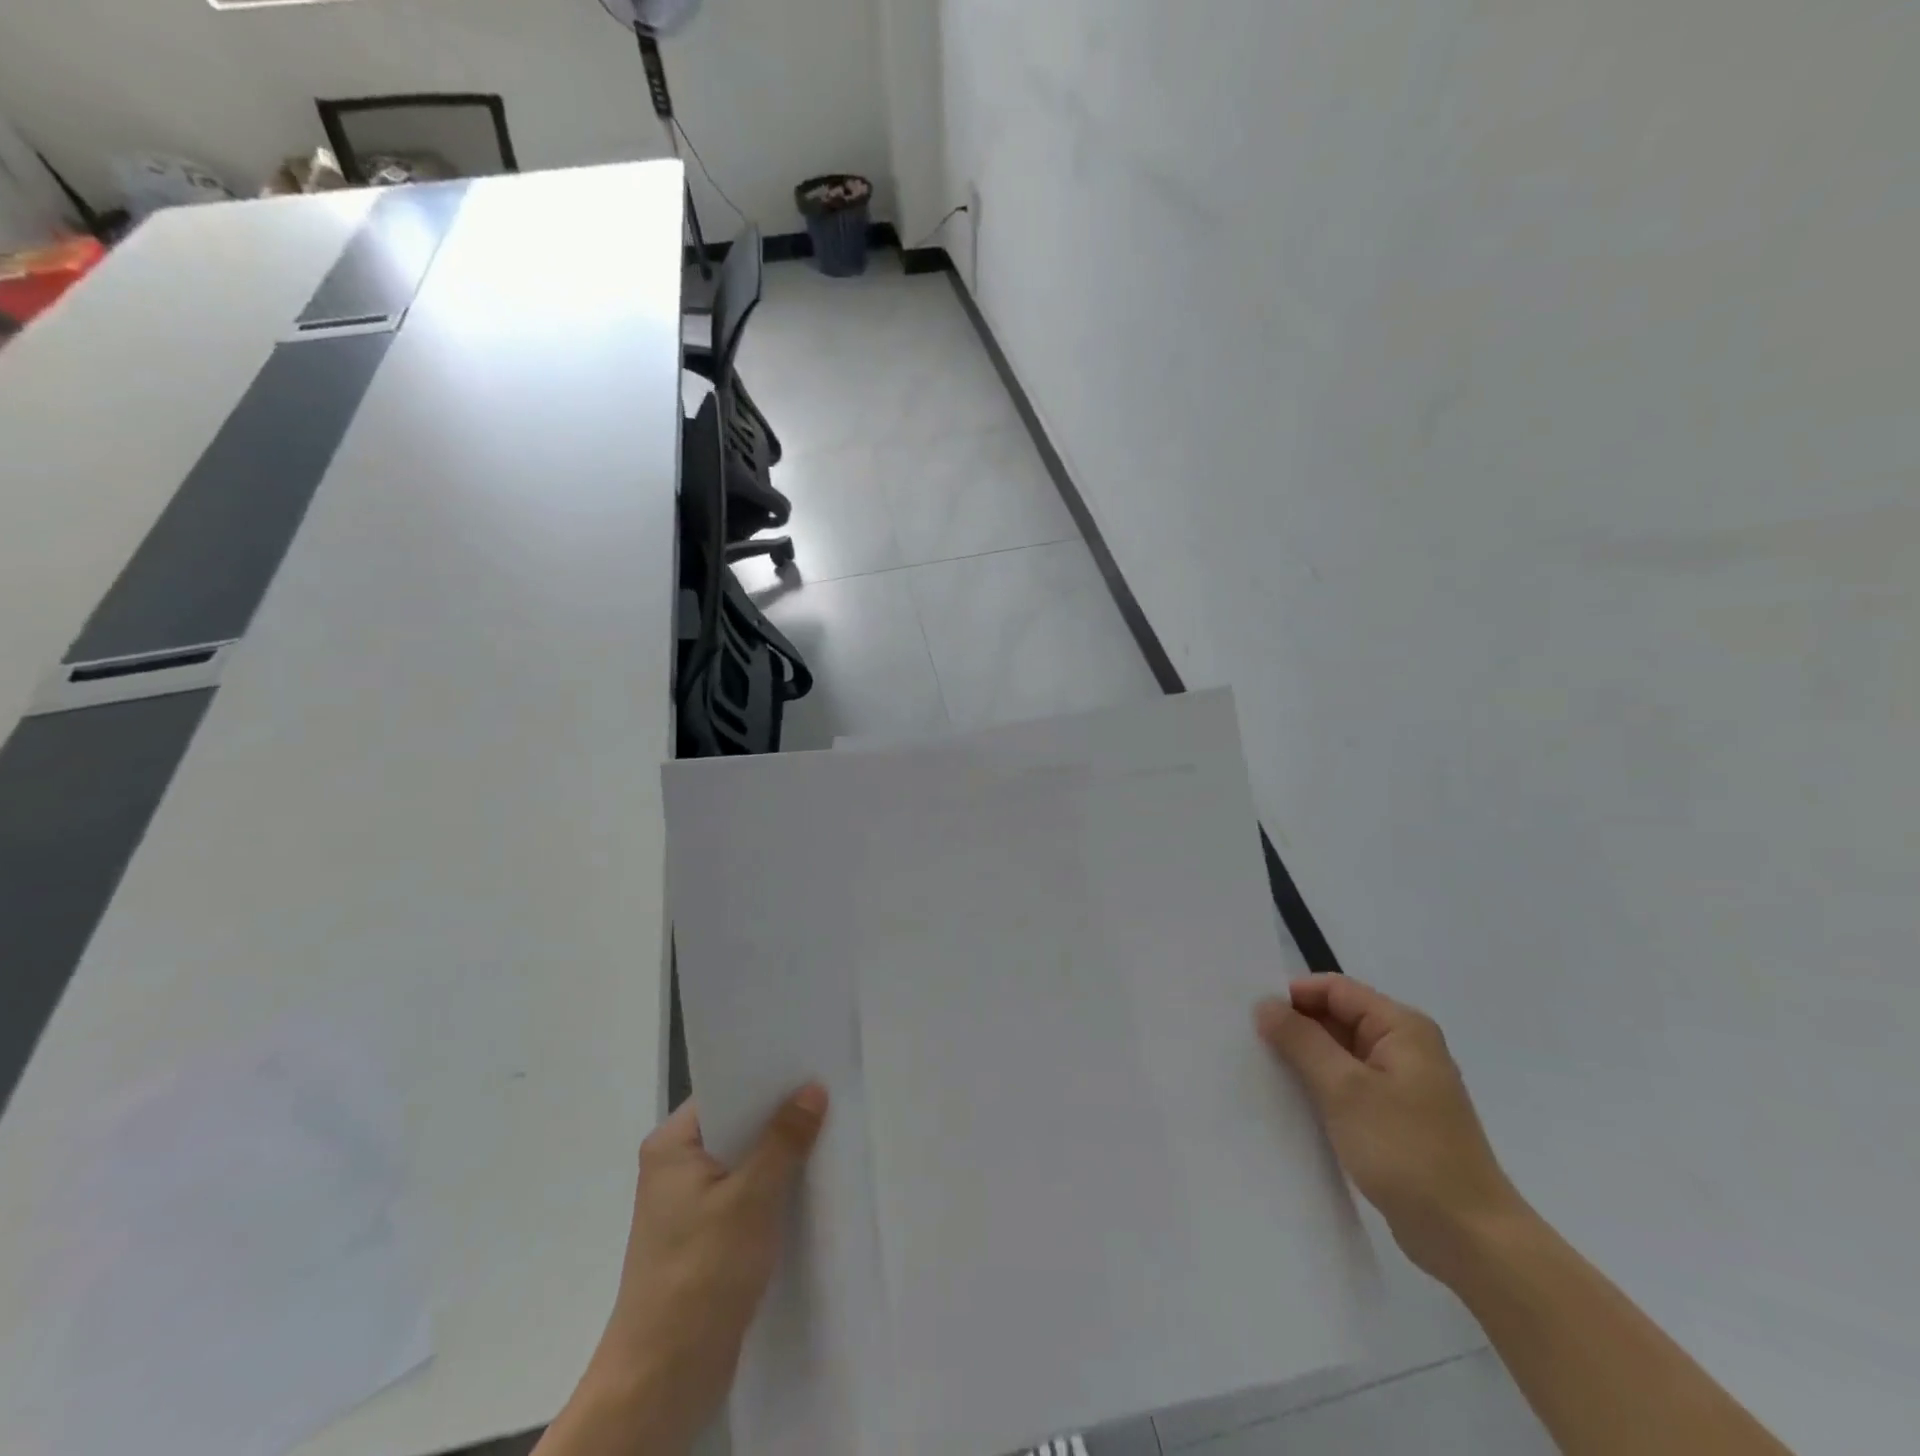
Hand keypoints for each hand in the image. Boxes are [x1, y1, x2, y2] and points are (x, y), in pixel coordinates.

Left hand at [556, 1085, 827, 1455]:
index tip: (812, 1062)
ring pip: (746, 1160)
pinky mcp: (707, 1237)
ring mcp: (690, 1205)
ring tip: (832, 1129)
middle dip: (781, 1114)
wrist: (661, 1382)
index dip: (767, 1076)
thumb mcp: (751, 1198)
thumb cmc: (700, 1275)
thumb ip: (784, 1140)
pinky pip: (747, 1194)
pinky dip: (775, 1187)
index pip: (725, 1089)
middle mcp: (676, 1167)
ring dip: (782, 1153)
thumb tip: (813, 1088)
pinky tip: (812, 1181)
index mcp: (672, 1146)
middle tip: (832, 1091)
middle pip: (738, 1123)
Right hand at [1255, 976, 1523, 1283]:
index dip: (1293, 996)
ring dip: (1304, 1059)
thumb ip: (1301, 1040)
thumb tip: (1265, 1003)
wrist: (1470, 1240)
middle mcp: (1405, 1047)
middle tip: (1248, 1042)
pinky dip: (1320, 1087)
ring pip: (1339, 1053)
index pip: (1335, 989)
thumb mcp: (1344, 1089)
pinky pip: (1348, 1085)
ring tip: (1262, 1070)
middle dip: (1295, 1027)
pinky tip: (1291, 1101)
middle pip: (1337, 1017)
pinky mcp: (1396, 1117)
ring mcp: (1402, 1084)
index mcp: (1401, 1027)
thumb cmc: (1407, 1152)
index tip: (1252, 1017)